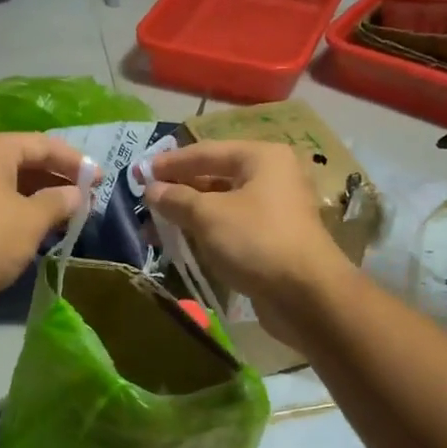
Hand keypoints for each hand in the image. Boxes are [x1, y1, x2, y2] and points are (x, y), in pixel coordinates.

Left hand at [0, 132, 95, 303]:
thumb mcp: (31, 219)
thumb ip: (58, 202)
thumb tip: (75, 194)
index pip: (43, 144)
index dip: (75, 161)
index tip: (100, 180)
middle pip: (23, 160)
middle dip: (55, 179)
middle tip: (84, 198)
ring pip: (7, 182)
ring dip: (37, 196)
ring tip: (64, 215)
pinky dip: (16, 208)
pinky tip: (33, 227)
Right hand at [144, 140, 354, 340]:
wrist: (306, 295)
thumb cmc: (256, 241)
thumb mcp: (208, 215)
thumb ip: (176, 198)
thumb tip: (152, 190)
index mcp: (262, 158)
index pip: (206, 151)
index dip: (170, 162)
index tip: (140, 173)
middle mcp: (272, 177)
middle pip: (215, 176)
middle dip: (178, 190)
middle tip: (146, 201)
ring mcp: (275, 210)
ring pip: (222, 205)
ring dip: (189, 214)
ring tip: (156, 228)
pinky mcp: (272, 239)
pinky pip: (231, 227)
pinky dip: (206, 232)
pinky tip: (182, 243)